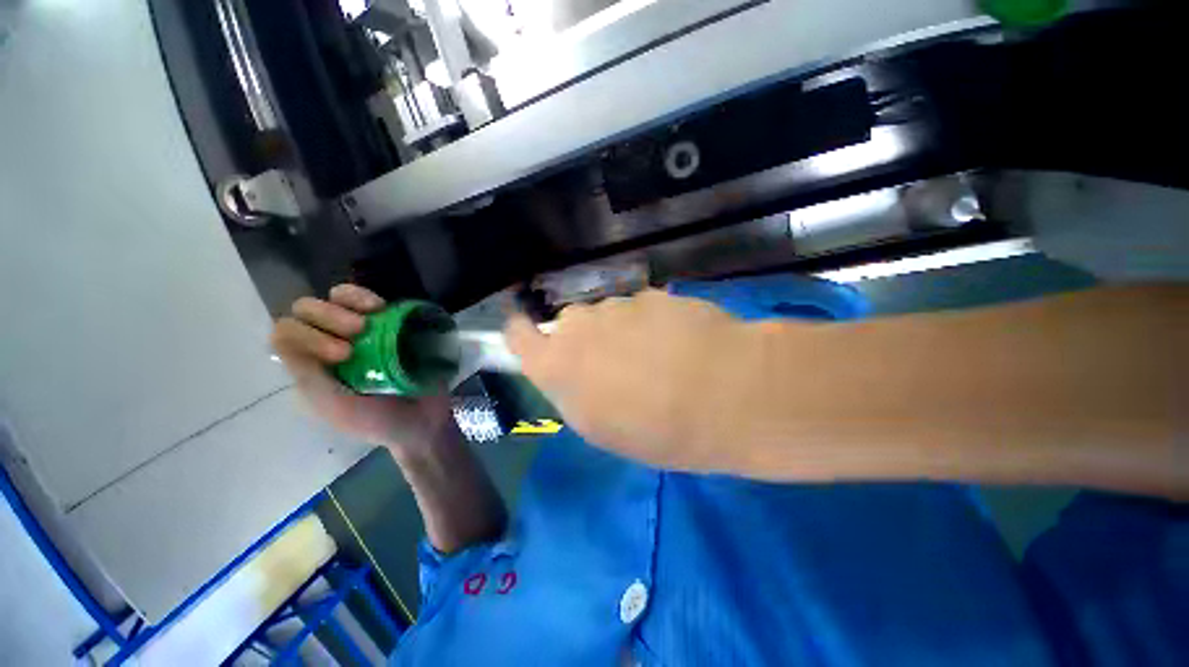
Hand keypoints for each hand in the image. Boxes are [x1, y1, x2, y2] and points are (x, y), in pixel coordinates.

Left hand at [271, 284, 454, 455]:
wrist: (424, 420)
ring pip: (333, 299)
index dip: (309, 335)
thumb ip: (307, 377)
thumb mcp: (336, 408)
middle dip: (327, 316)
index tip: (345, 355)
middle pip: (305, 311)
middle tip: (358, 332)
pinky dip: (367, 297)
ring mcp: (358, 333)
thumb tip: (283, 337)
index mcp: (309, 369)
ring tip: (373, 317)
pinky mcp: (385, 324)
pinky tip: (381, 307)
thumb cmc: (378, 420)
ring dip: (348, 303)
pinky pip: (364, 299)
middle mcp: (328, 346)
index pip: (286, 336)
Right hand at [504, 289, 761, 471]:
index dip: (521, 334)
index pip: (518, 334)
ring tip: (656, 357)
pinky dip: (650, 323)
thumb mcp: (601, 428)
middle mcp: (580, 326)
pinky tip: (679, 343)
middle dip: (584, 339)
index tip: (530, 337)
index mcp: (558, 363)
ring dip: (620, 331)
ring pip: (607, 315)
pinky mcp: (652, 295)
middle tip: (615, 364)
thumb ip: (573, 391)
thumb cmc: (658, 429)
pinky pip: (640, 308)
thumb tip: (570, 371)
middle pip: (569, 323)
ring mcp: (618, 305)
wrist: (727, 393)